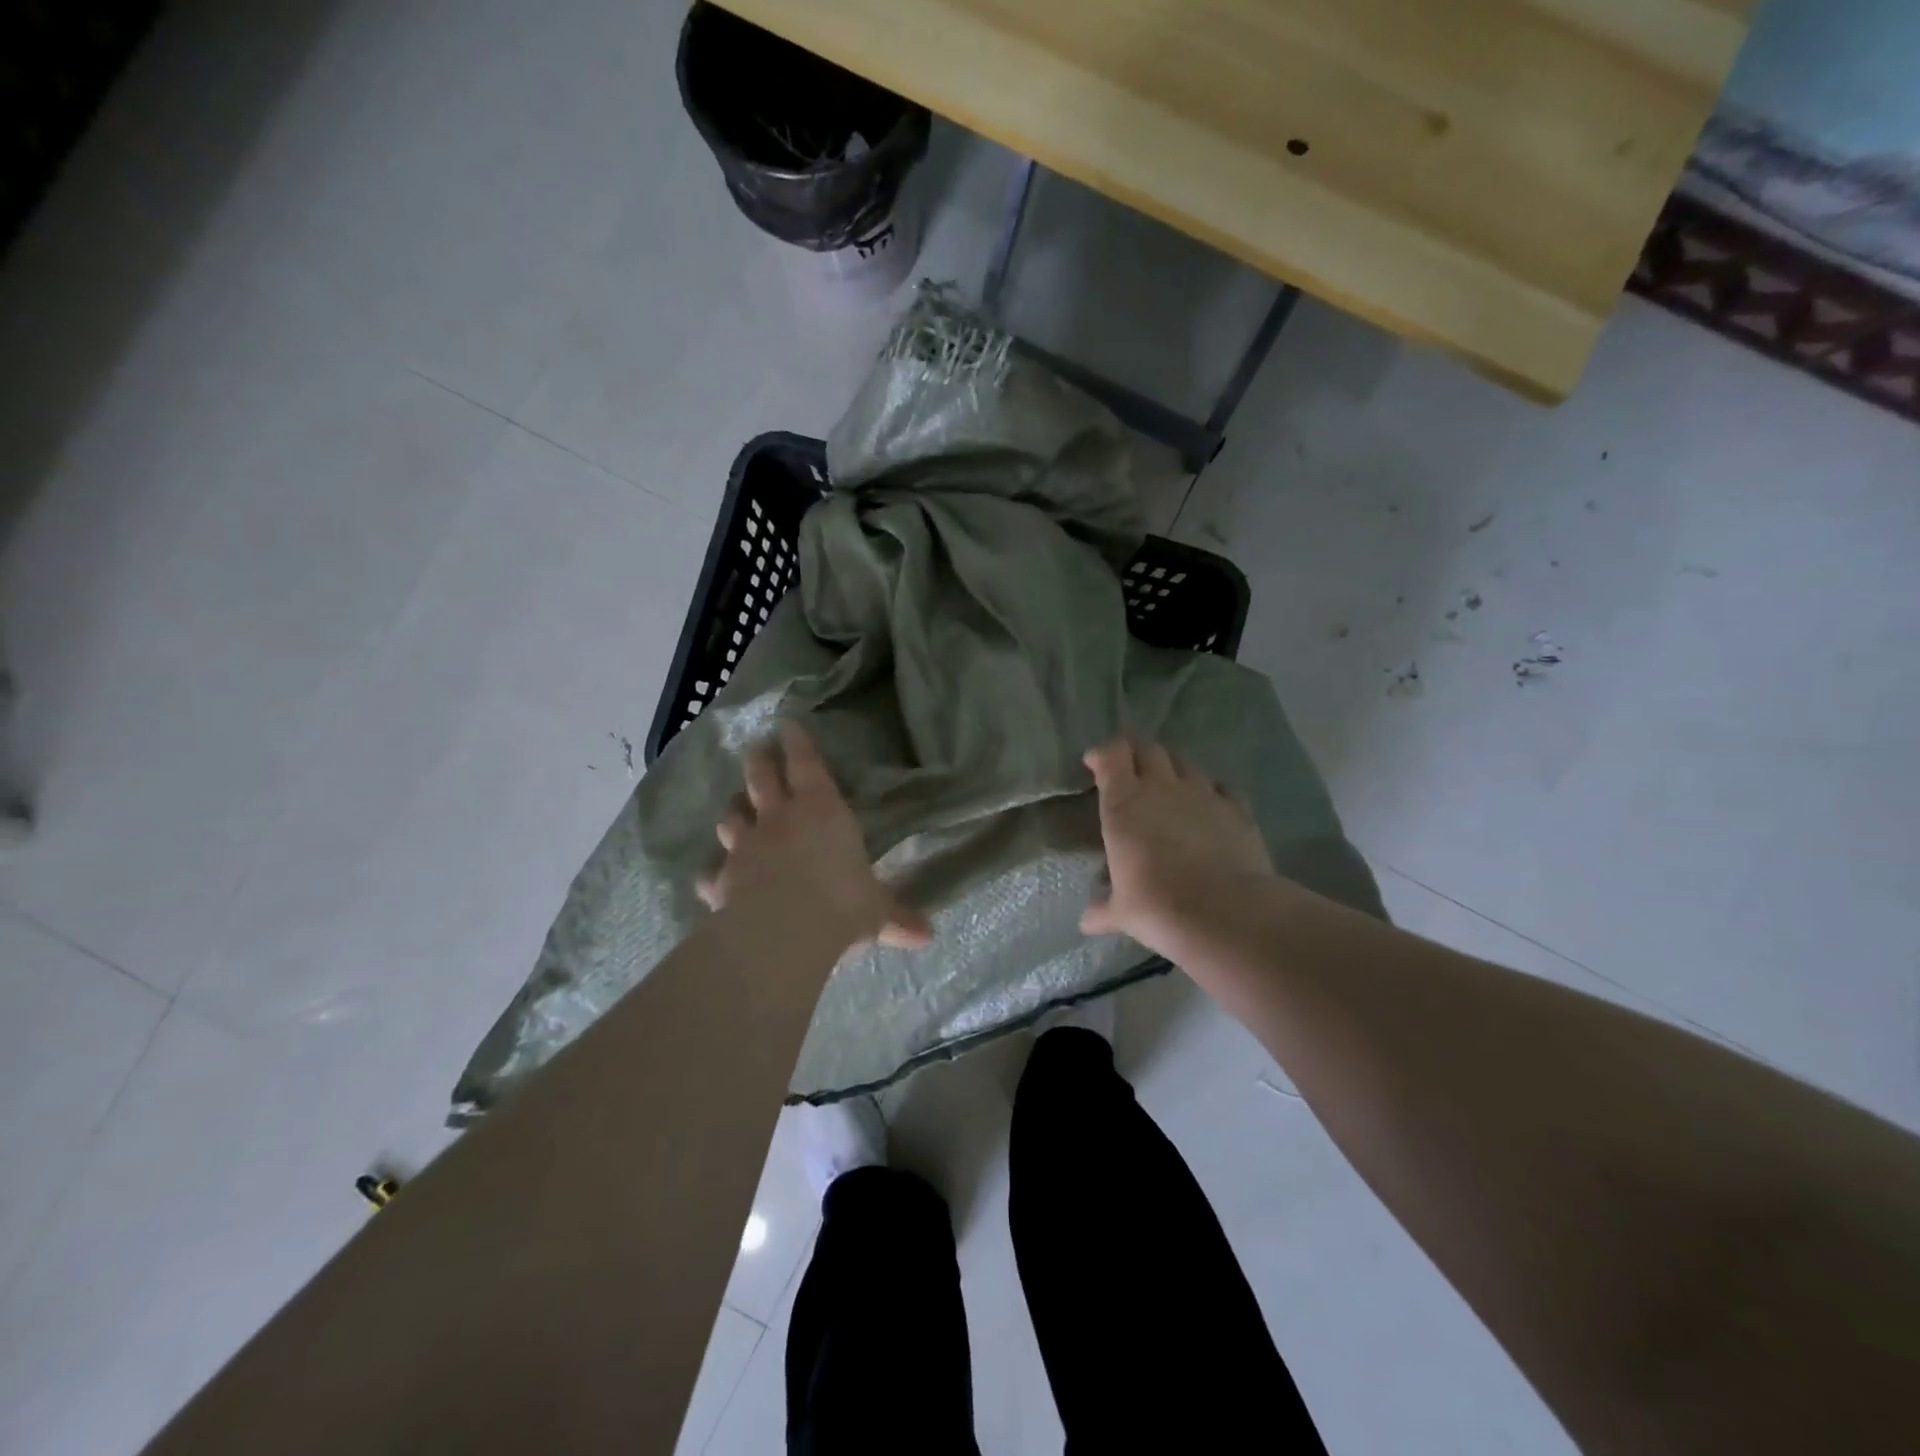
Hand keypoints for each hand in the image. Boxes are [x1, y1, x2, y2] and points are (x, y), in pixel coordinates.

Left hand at [698, 721, 931, 953]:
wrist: (783, 933)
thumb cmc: (841, 905)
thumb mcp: (877, 912)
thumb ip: (896, 918)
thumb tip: (927, 935)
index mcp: (821, 811)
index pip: (807, 765)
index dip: (797, 744)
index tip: (787, 725)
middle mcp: (779, 819)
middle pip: (761, 779)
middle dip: (759, 761)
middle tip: (755, 749)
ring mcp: (746, 847)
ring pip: (732, 817)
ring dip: (734, 809)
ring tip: (736, 806)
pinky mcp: (722, 879)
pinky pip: (712, 871)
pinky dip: (713, 871)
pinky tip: (712, 875)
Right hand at [1080, 738, 1275, 957]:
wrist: (1226, 913)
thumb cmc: (1158, 906)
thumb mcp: (1122, 911)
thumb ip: (1103, 909)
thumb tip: (1086, 922)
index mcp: (1124, 803)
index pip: (1111, 755)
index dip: (1102, 754)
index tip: (1094, 763)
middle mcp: (1162, 788)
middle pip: (1148, 749)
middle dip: (1135, 754)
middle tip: (1128, 770)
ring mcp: (1204, 794)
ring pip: (1184, 762)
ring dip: (1171, 768)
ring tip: (1167, 786)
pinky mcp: (1237, 808)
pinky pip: (1221, 787)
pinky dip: (1210, 790)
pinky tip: (1209, 805)